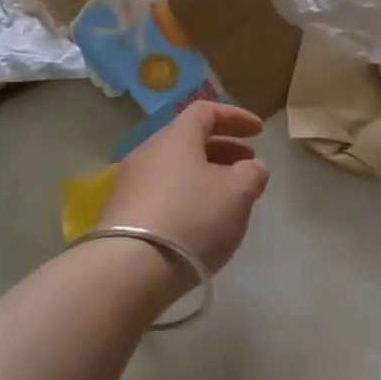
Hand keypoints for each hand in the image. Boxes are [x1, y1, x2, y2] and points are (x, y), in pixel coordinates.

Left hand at [98, 101, 270, 273]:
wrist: (128, 269)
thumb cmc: (191, 218)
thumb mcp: (238, 194)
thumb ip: (252, 173)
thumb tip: (251, 167)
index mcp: (176, 137)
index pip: (206, 111)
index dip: (235, 117)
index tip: (259, 132)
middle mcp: (148, 152)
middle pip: (188, 139)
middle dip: (223, 148)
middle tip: (247, 165)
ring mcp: (129, 183)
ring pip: (174, 168)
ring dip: (204, 175)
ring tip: (227, 198)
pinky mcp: (121, 214)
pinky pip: (161, 193)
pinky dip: (186, 197)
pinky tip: (199, 222)